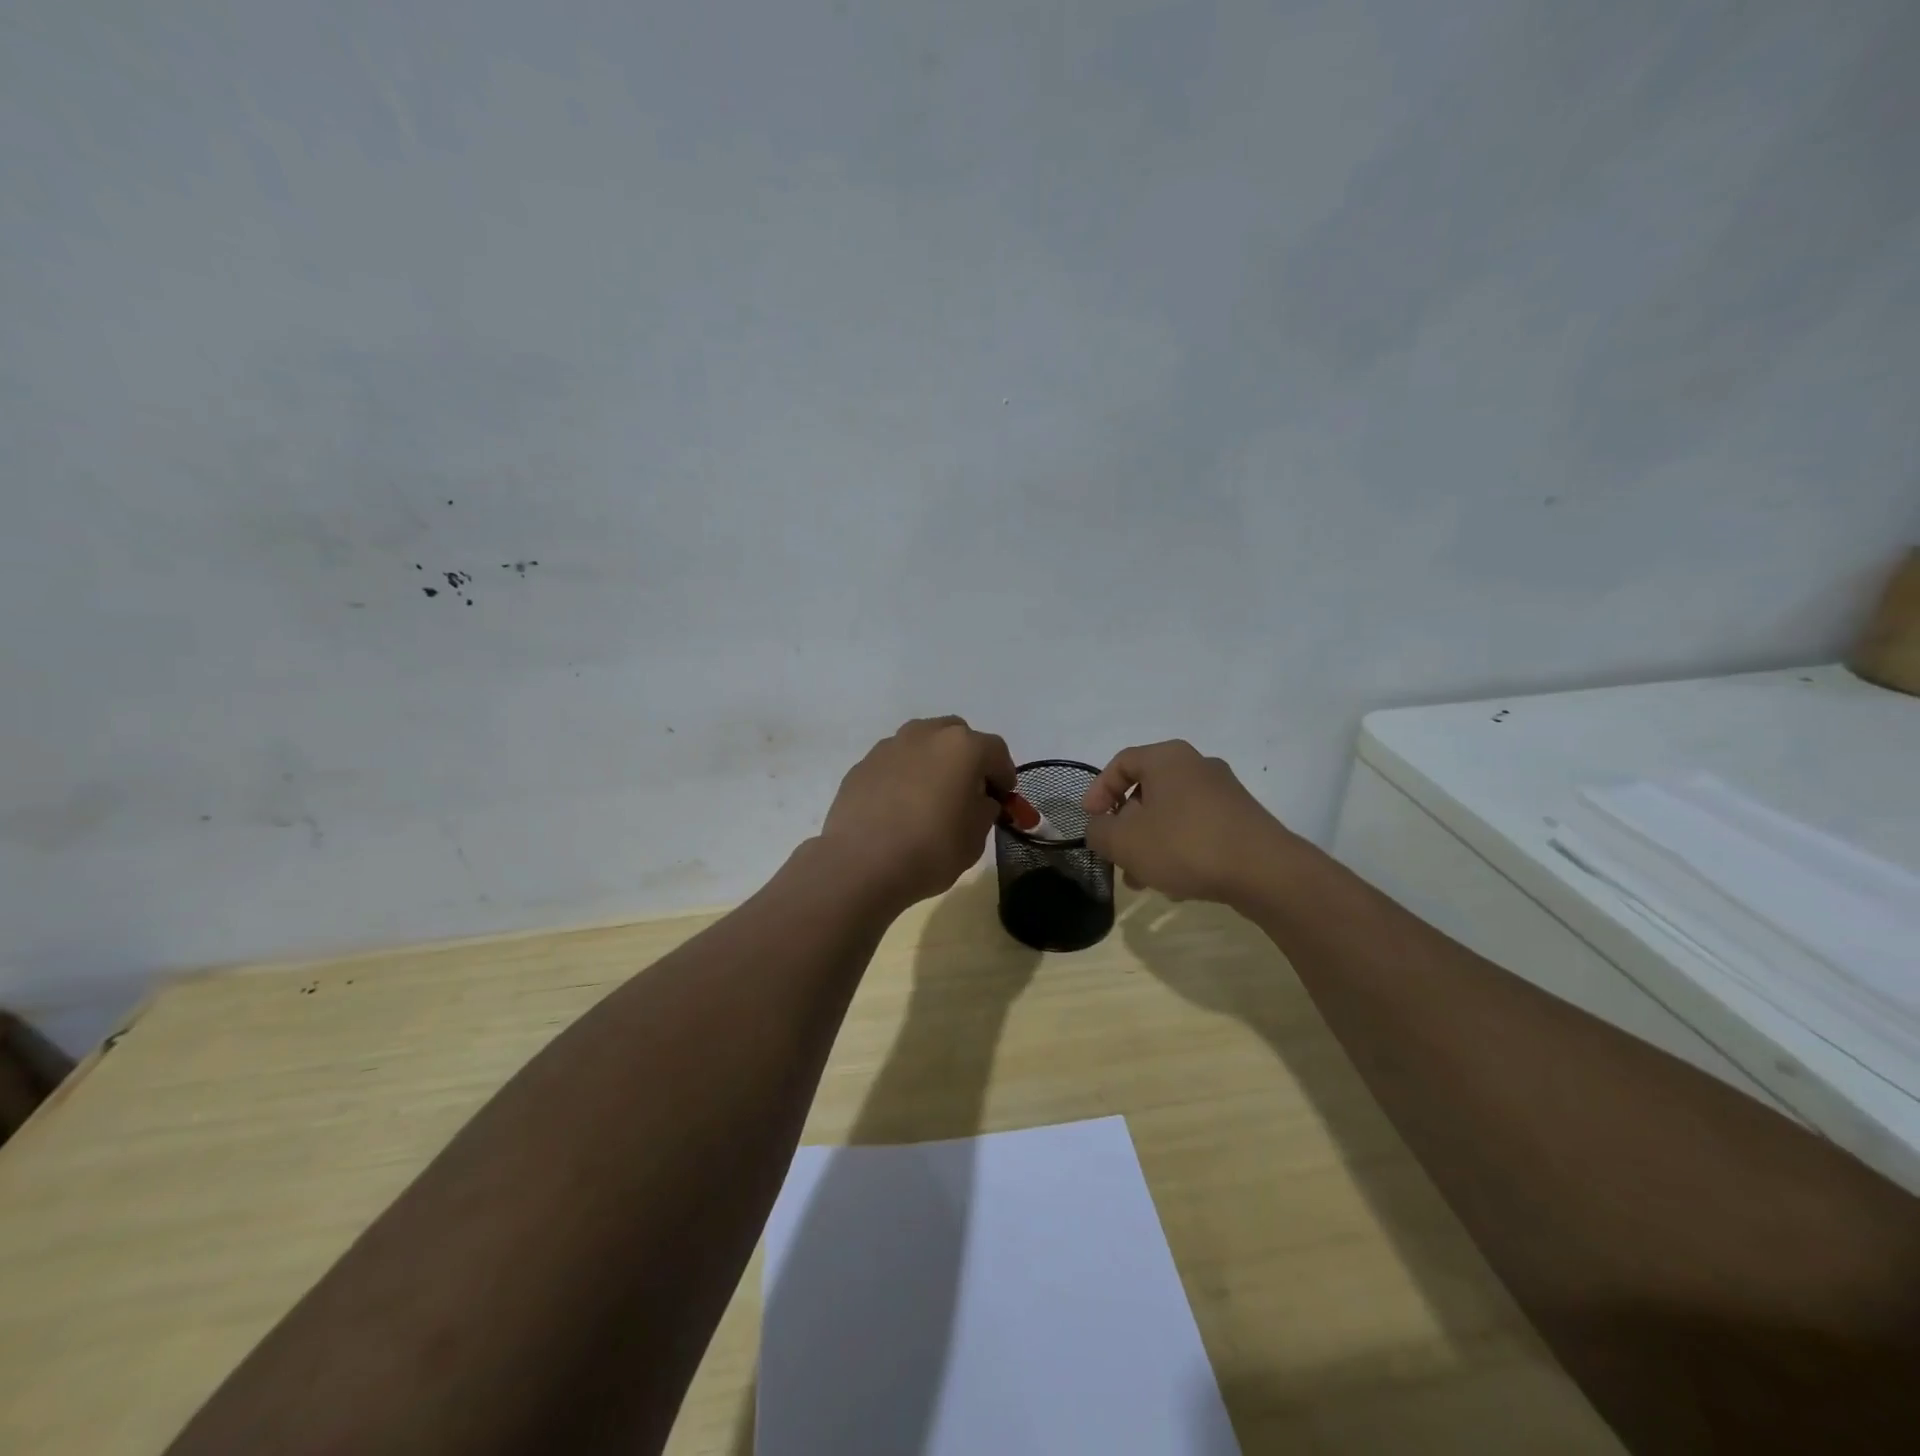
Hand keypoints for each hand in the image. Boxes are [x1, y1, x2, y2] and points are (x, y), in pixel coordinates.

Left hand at [821, 717, 1016, 908]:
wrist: (860, 864)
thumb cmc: (930, 850)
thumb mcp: (975, 838)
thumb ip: (984, 810)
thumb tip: (979, 800)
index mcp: (962, 747)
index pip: (996, 751)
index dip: (1004, 774)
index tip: (1003, 798)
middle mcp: (926, 734)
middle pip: (957, 736)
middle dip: (967, 758)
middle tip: (968, 790)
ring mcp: (890, 746)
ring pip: (922, 744)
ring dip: (933, 762)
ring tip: (931, 796)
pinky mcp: (862, 764)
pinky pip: (894, 763)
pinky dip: (904, 776)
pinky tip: (900, 807)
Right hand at [1082, 741, 1296, 904]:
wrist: (1266, 872)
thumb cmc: (1185, 845)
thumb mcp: (1124, 841)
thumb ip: (1099, 831)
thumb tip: (1099, 828)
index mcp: (1167, 758)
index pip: (1121, 763)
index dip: (1098, 791)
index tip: (1090, 820)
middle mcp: (1197, 766)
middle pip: (1147, 791)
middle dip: (1125, 826)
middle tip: (1116, 855)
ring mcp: (1224, 793)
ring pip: (1172, 814)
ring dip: (1150, 843)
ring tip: (1142, 880)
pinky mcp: (1242, 820)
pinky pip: (1197, 829)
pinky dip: (1179, 849)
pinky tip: (1176, 884)